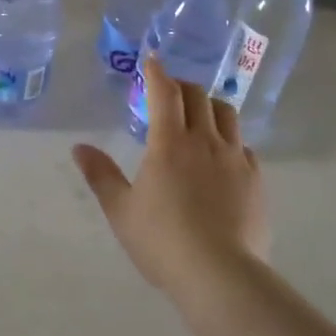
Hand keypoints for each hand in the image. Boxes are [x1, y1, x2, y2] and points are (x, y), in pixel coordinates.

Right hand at [71, 54, 267, 294]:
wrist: (220, 275)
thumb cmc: (162, 240)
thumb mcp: (121, 210)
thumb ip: (101, 175)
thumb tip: (79, 148)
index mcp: (169, 143)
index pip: (165, 93)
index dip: (157, 72)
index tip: (152, 59)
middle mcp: (206, 141)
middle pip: (199, 96)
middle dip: (182, 86)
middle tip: (169, 92)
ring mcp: (236, 159)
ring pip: (227, 115)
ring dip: (210, 106)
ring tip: (199, 116)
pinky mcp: (256, 181)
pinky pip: (245, 147)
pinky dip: (231, 140)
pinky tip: (223, 157)